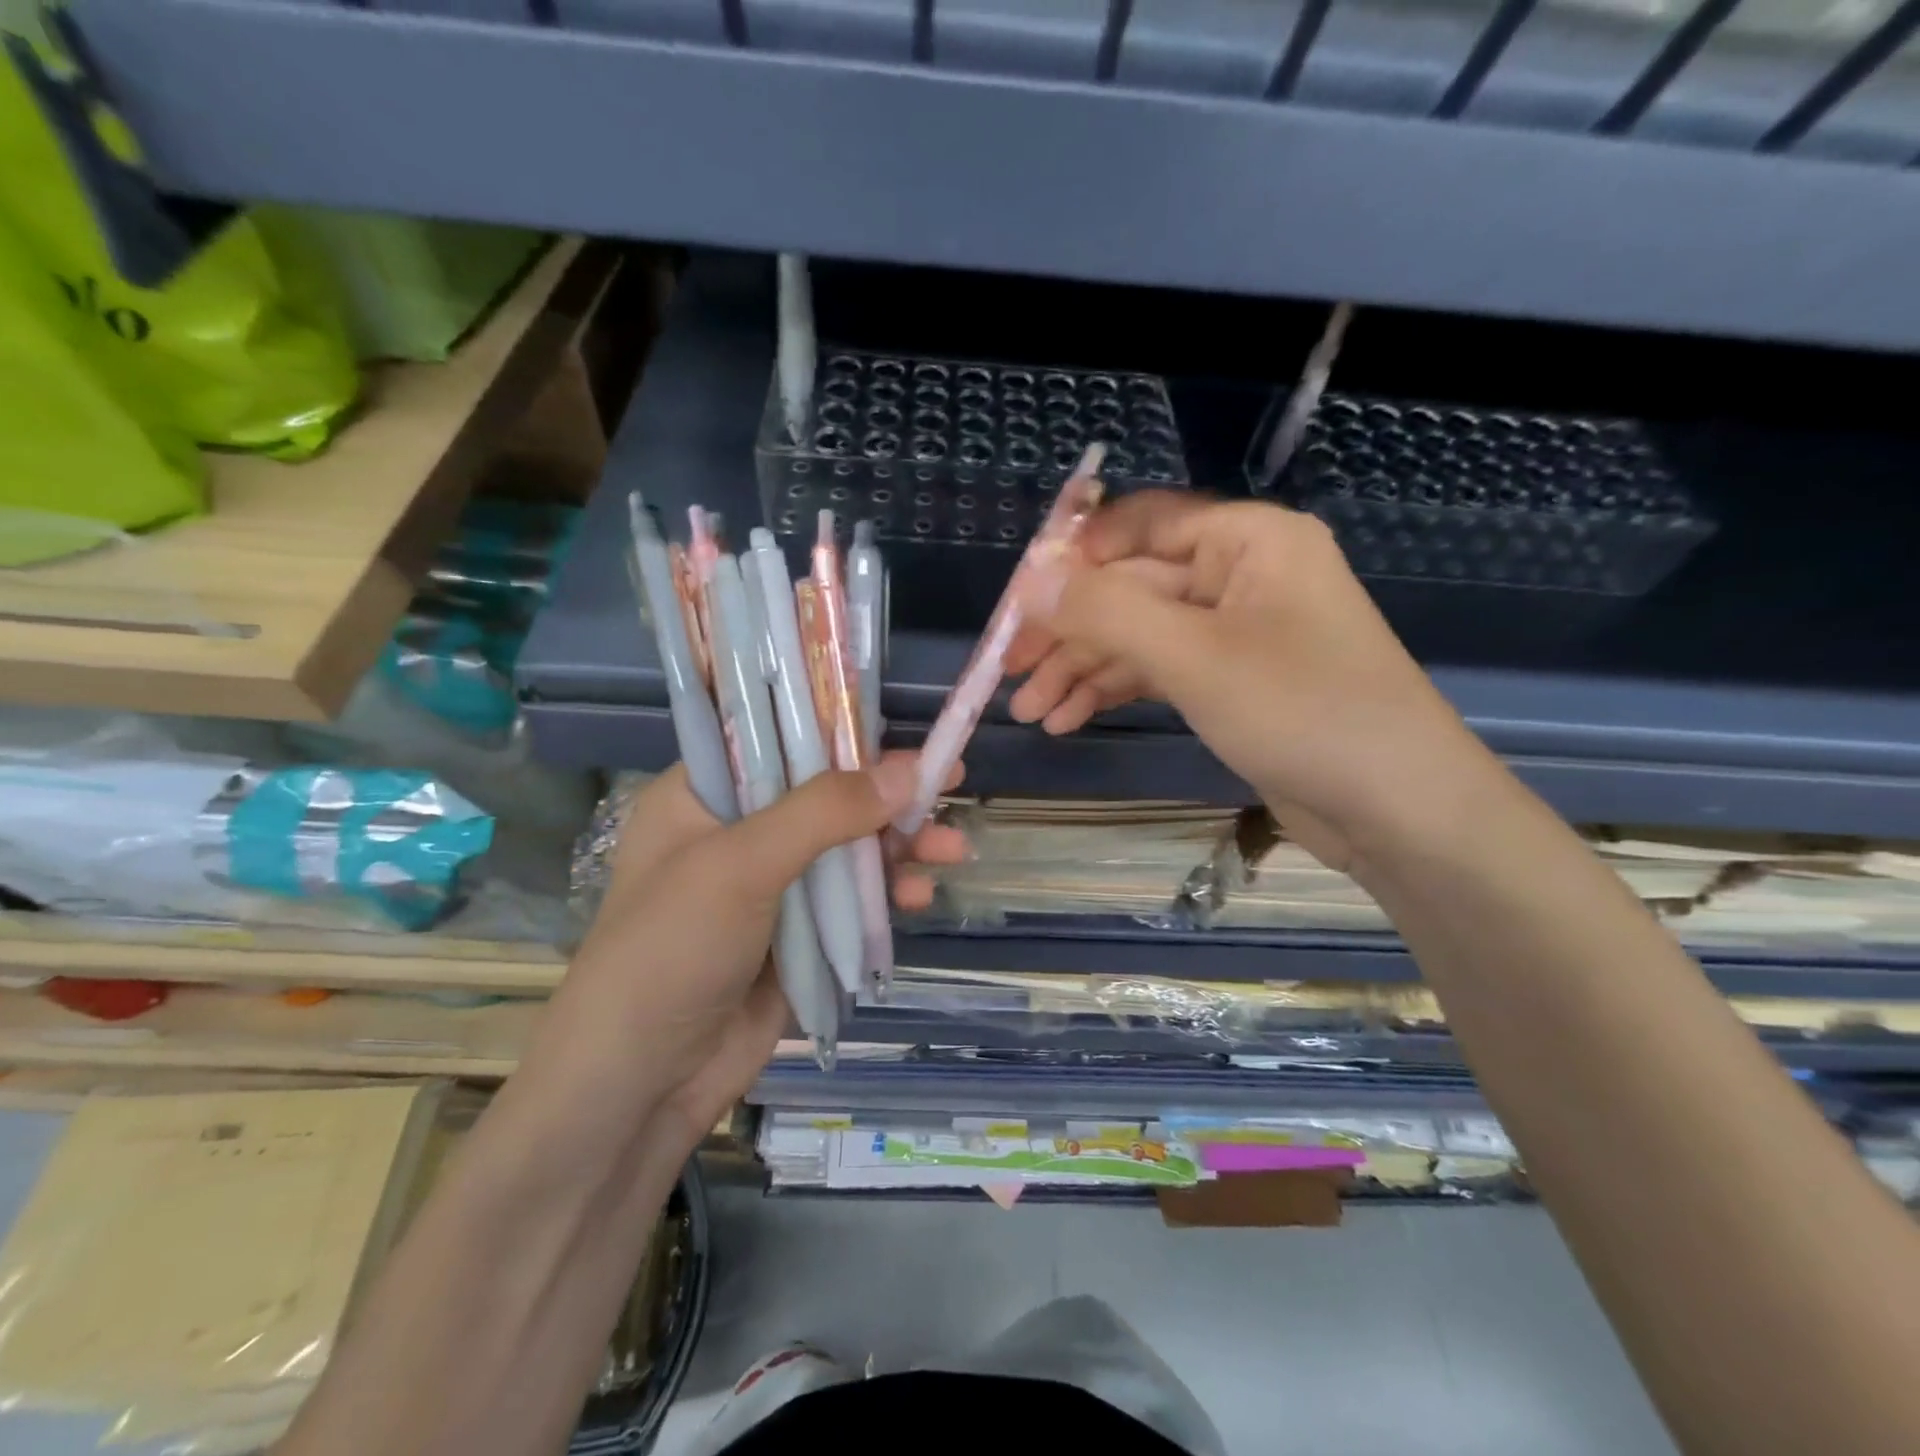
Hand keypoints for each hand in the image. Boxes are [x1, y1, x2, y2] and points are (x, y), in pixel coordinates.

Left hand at [520, 755, 963, 1156]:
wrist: (642, 1084)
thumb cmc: (672, 949)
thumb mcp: (742, 865)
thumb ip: (825, 812)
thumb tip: (910, 770)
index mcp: (703, 796)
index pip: (779, 740)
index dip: (841, 731)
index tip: (902, 733)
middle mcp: (738, 832)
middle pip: (826, 795)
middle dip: (888, 795)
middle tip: (949, 784)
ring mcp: (771, 886)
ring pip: (848, 848)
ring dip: (901, 846)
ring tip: (952, 850)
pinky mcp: (798, 934)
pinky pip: (853, 900)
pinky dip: (887, 893)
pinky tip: (919, 897)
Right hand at [1005, 491, 1486, 871]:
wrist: (1398, 809)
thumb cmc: (1303, 713)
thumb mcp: (1193, 656)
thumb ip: (1106, 611)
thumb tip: (1030, 580)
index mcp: (1246, 540)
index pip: (1138, 526)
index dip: (1072, 558)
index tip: (1016, 601)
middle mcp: (1240, 574)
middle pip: (1131, 587)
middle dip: (1068, 632)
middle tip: (1008, 672)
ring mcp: (1235, 631)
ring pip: (1138, 635)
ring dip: (1082, 669)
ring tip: (1028, 712)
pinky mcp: (1231, 681)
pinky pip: (1159, 671)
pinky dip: (1114, 691)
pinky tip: (1069, 720)